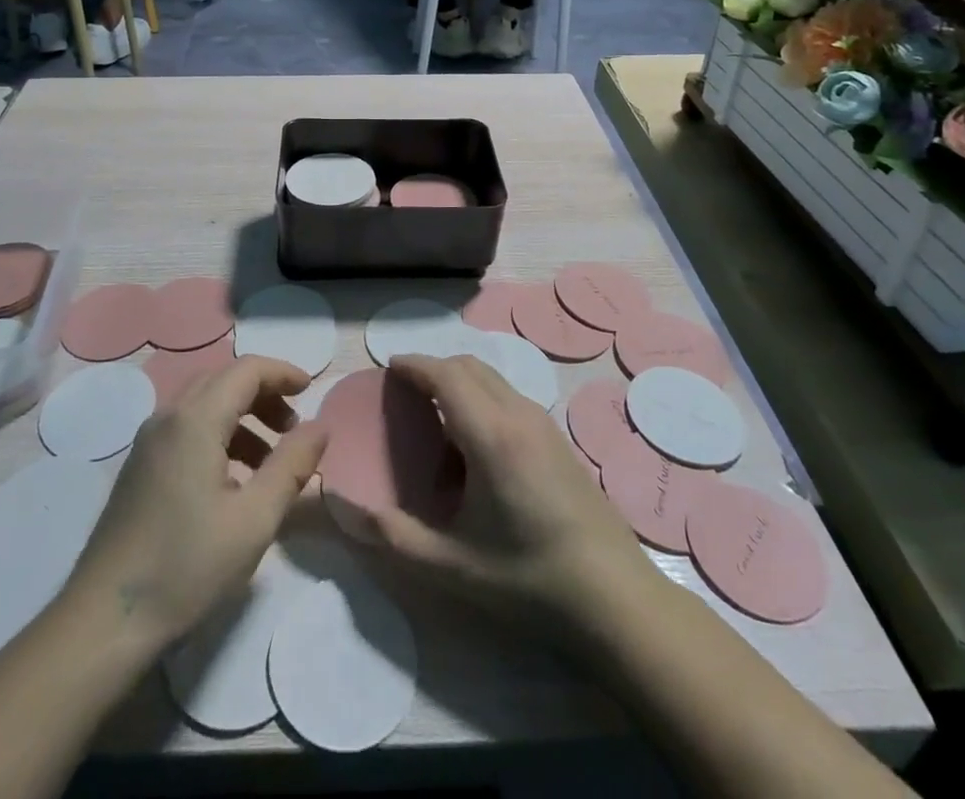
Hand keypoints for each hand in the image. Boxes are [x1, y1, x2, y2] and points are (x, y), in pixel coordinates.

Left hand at [62, 357, 328, 652]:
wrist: (104, 621)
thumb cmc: (186, 566)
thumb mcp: (255, 519)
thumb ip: (292, 465)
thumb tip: (320, 426)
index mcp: (195, 419)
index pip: (247, 370)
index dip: (283, 373)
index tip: (312, 391)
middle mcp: (167, 417)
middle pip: (224, 381)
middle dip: (265, 394)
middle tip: (294, 428)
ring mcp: (147, 442)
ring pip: (204, 404)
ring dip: (243, 416)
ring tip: (271, 459)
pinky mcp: (139, 467)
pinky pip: (186, 428)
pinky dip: (219, 434)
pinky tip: (233, 480)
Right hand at [372, 354, 654, 634]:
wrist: (616, 599)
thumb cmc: (529, 579)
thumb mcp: (452, 566)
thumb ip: (395, 537)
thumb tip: (347, 510)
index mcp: (491, 434)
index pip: (446, 374)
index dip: (414, 365)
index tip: (388, 368)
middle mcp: (519, 415)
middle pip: (470, 366)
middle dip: (434, 369)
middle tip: (405, 393)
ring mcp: (544, 425)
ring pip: (493, 380)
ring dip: (460, 383)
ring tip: (436, 421)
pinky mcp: (559, 441)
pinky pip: (510, 399)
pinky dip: (482, 400)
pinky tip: (474, 450)